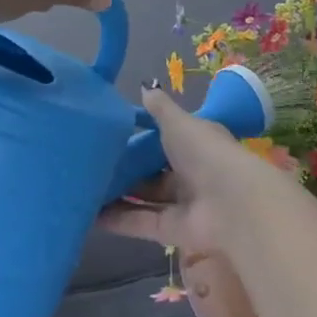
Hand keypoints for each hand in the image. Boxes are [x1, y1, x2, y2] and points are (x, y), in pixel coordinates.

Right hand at [99, 87, 268, 262]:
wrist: (232, 204)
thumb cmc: (204, 152)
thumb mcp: (178, 122)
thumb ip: (159, 108)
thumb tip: (145, 86)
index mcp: (196, 142)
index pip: (167, 137)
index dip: (143, 137)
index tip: (112, 133)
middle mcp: (191, 172)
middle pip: (154, 171)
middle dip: (127, 169)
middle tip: (91, 163)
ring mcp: (183, 203)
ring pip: (146, 198)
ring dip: (118, 195)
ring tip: (84, 189)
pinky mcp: (174, 230)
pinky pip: (142, 222)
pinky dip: (119, 220)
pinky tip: (91, 215)